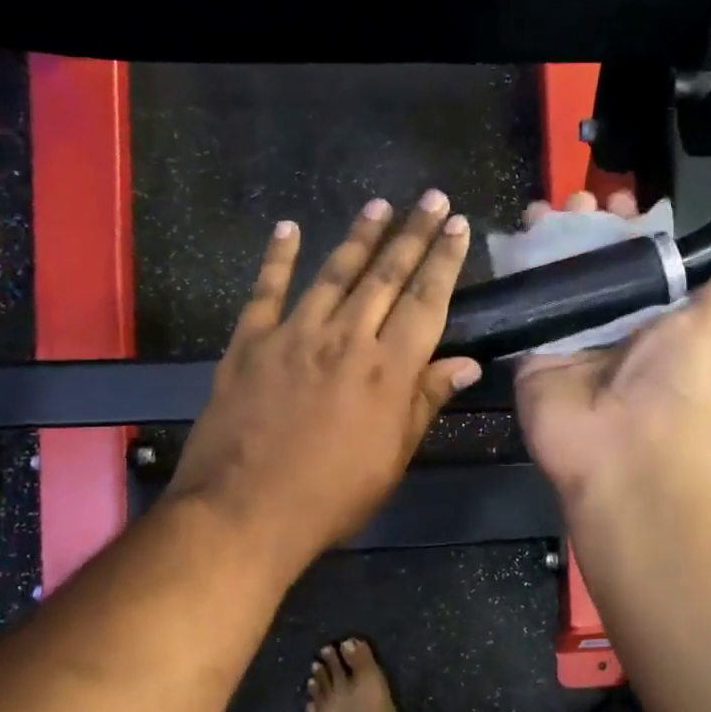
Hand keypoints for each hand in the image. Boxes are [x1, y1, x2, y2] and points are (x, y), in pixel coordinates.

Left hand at [167, 191, 481, 581]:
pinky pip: (265, 291)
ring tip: (379, 205)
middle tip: (430, 198)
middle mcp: (345, 339)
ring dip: (359, 236)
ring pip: (334, 273)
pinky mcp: (250, 343)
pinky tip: (288, 229)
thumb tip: (466, 364)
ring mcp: (293, 335)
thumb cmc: (331, 496)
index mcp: (387, 370)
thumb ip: (425, 402)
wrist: (243, 513)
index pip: (426, 302)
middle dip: (413, 234)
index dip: (444, 261)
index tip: (457, 227)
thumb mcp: (392, 458)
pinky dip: (277, 258)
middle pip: (386, 276)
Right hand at [515, 191, 710, 506]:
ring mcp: (564, 336)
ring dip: (544, 241)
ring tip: (538, 210)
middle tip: (573, 199)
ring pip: (551, 277)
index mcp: (648, 313)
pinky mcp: (529, 352)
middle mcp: (606, 320)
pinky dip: (514, 275)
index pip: (632, 256)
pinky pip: (520, 307)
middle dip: (580, 225)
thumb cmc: (672, 386)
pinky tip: (510, 240)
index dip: (624, 224)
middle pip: (588, 260)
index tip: (615, 197)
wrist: (624, 452)